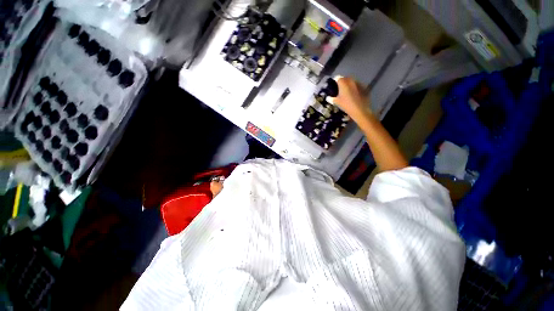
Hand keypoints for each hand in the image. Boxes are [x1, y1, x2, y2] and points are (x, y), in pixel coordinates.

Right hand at [331, 77, 371, 120]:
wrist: (360, 110)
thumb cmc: (346, 105)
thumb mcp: (337, 102)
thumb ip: (331, 99)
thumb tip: (328, 97)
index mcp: (343, 83)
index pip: (337, 78)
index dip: (335, 81)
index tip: (333, 86)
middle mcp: (351, 81)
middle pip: (345, 78)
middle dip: (342, 82)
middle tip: (340, 89)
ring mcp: (358, 83)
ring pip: (352, 81)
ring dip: (349, 84)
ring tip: (347, 91)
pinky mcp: (364, 87)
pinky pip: (358, 85)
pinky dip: (355, 88)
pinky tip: (354, 94)